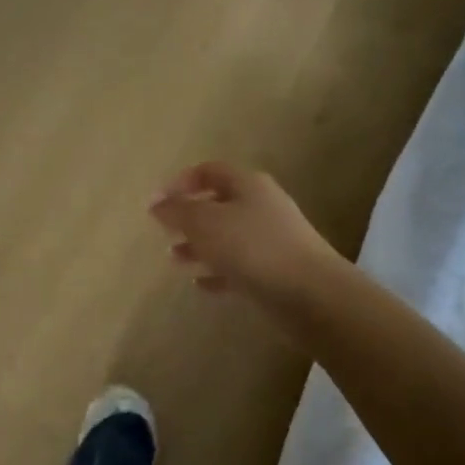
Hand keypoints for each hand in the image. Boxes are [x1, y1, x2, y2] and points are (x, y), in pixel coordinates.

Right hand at [149, 163, 341, 305]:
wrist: (309, 293)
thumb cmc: (252, 248)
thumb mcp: (205, 223)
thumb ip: (177, 211)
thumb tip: (155, 202)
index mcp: (247, 184)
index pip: (209, 171)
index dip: (181, 182)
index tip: (157, 204)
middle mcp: (261, 206)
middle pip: (219, 204)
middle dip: (189, 217)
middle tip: (164, 232)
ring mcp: (271, 240)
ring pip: (228, 237)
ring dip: (200, 246)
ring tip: (175, 259)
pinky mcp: (276, 271)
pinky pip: (240, 267)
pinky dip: (218, 273)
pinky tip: (201, 285)